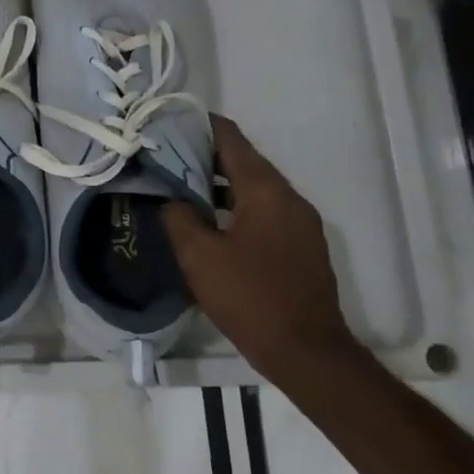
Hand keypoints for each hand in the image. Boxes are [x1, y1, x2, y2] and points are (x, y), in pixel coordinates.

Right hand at [162, 115, 359, 384]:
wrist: (308, 354)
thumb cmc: (250, 298)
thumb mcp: (199, 256)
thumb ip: (179, 218)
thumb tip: (172, 200)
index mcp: (267, 191)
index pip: (232, 139)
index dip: (201, 125)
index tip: (170, 120)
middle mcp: (289, 199)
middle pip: (244, 162)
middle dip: (205, 156)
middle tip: (165, 156)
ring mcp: (300, 224)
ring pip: (254, 189)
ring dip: (219, 185)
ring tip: (180, 187)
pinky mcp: (301, 248)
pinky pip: (264, 212)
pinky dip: (236, 207)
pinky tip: (209, 223)